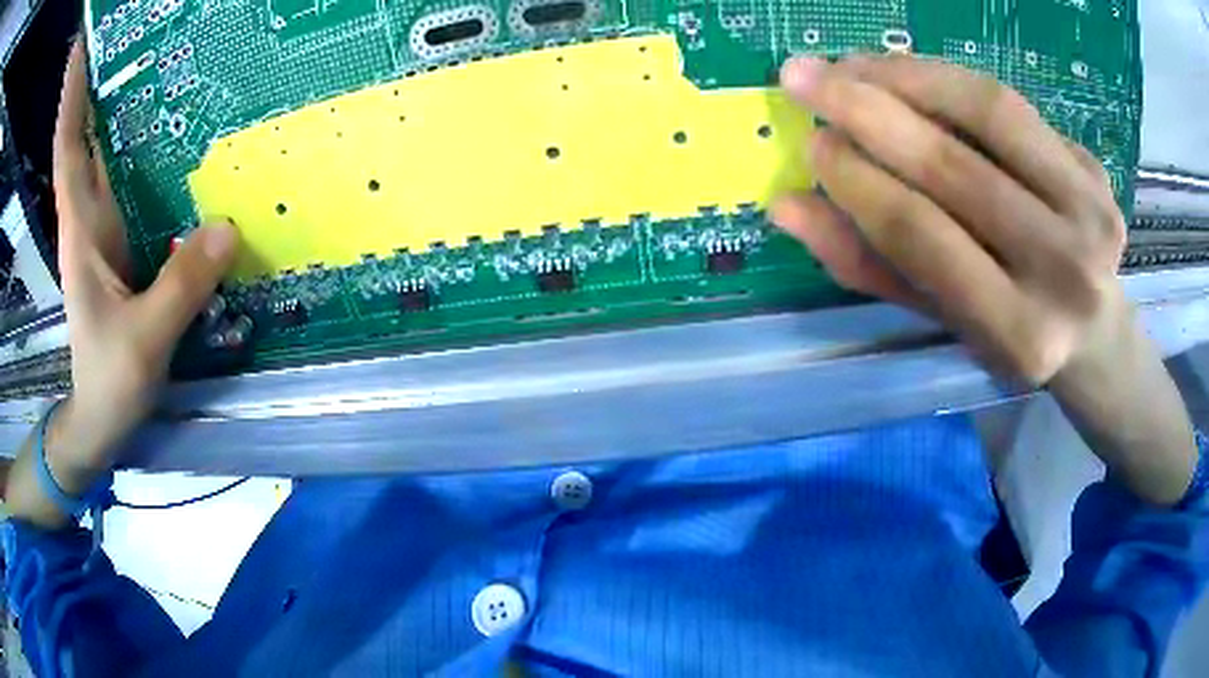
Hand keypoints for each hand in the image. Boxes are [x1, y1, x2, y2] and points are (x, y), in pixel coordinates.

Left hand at [3, 42, 237, 523]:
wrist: (99, 417)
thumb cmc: (108, 382)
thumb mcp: (142, 341)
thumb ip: (180, 287)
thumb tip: (227, 226)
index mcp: (81, 229)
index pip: (69, 147)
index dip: (71, 96)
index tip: (81, 47)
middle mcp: (91, 217)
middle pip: (89, 137)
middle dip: (100, 84)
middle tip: (131, 36)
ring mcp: (107, 230)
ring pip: (111, 156)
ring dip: (124, 110)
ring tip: (156, 63)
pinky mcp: (124, 246)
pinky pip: (134, 186)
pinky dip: (147, 155)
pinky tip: (176, 136)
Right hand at [773, 55, 1196, 504]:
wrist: (1098, 337)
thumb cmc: (1016, 337)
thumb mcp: (946, 321)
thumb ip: (872, 265)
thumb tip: (788, 206)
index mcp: (1020, 331)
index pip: (923, 236)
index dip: (857, 181)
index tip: (810, 144)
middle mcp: (1065, 269)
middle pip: (953, 164)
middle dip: (865, 109)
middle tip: (803, 76)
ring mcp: (1091, 209)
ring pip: (987, 108)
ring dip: (906, 75)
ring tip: (851, 64)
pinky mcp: (1096, 169)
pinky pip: (1012, 103)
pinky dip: (951, 80)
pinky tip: (910, 76)